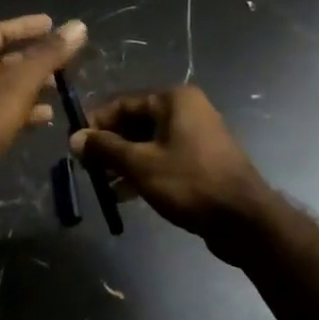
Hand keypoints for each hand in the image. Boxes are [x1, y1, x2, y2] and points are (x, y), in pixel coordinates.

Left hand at [0, 15, 88, 162]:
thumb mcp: (19, 84)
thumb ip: (49, 55)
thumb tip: (78, 26)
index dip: (27, 27)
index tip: (53, 24)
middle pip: (2, 60)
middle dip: (34, 61)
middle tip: (61, 62)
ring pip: (2, 87)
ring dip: (31, 87)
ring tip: (59, 90)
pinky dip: (21, 110)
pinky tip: (44, 117)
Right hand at [71, 86, 271, 243]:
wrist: (244, 219)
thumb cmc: (189, 182)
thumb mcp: (140, 164)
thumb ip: (105, 148)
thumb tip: (75, 138)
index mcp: (174, 100)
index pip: (123, 103)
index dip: (96, 123)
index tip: (75, 145)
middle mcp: (187, 110)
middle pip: (136, 123)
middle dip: (109, 146)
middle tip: (86, 168)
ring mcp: (197, 136)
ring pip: (148, 143)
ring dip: (124, 162)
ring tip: (102, 185)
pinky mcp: (202, 160)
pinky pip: (164, 158)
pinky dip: (143, 171)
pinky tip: (124, 195)